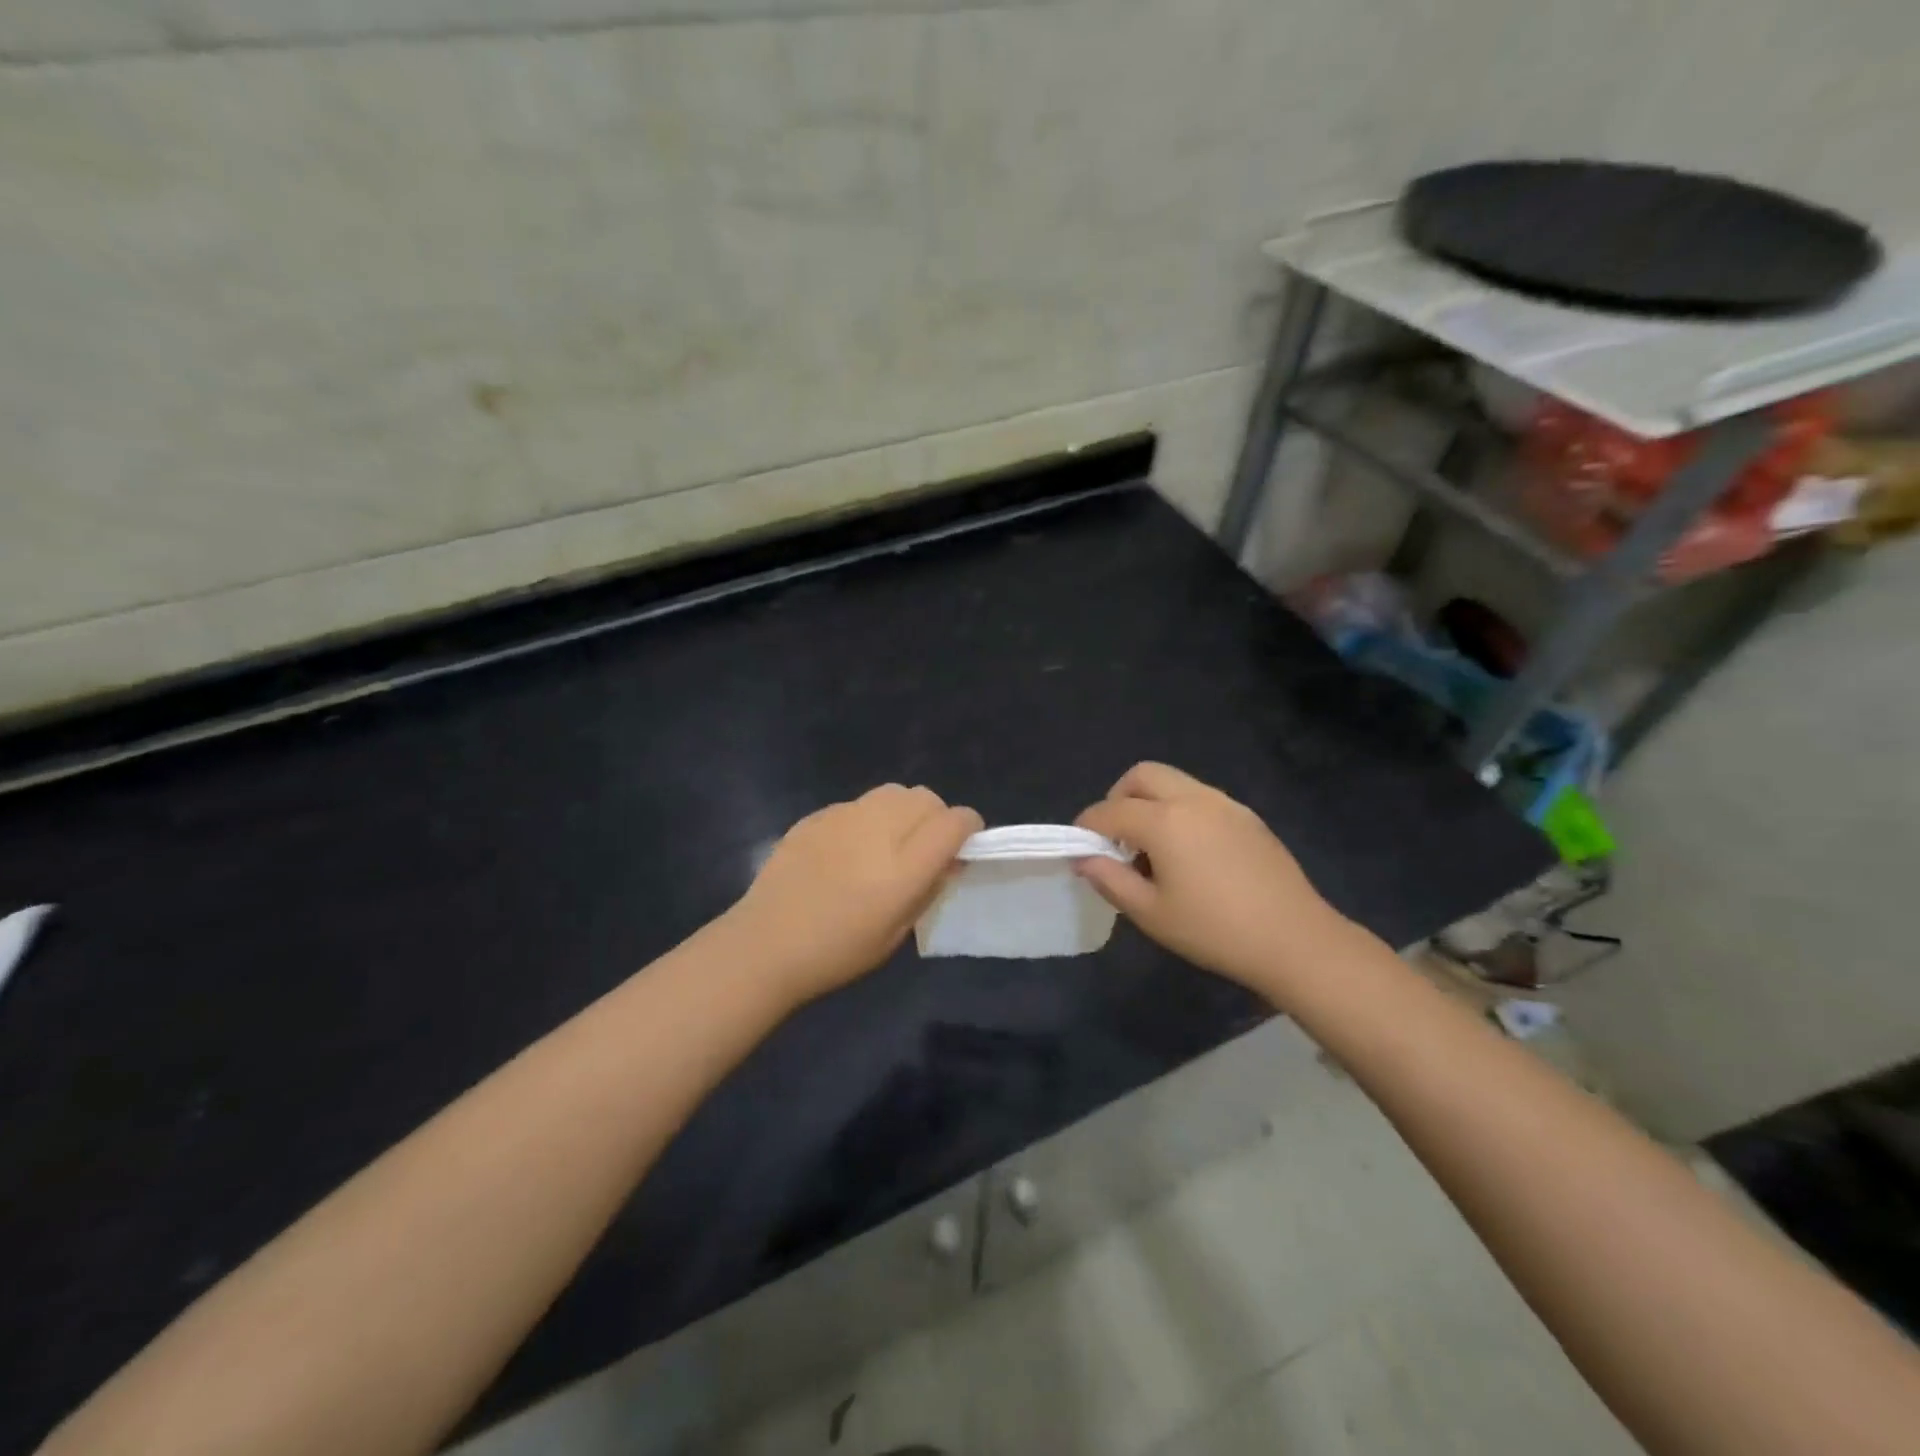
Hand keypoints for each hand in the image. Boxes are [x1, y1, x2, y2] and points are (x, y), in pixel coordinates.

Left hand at [725, 784, 982, 1005]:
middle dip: (936, 816)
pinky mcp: (817, 815)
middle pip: (925, 798)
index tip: (964, 843)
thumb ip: (929, 889)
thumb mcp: (897, 933)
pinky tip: (849, 848)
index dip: (968, 827)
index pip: (954, 822)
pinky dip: (868, 817)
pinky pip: (858, 803)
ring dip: (903, 810)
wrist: (765, 944)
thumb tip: (949, 860)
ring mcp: (844, 817)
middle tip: (925, 845)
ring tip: (889, 840)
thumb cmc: (837, 952)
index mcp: (903, 867)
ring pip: (893, 792)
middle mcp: (878, 830)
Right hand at [1074, 762, 1352, 996]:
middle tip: (1116, 838)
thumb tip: (1085, 858)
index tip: (1079, 848)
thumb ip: (1110, 880)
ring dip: (1151, 802)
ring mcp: (1225, 804)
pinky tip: (1189, 854)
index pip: (1110, 811)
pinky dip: (1180, 811)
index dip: (1087, 826)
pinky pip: (1201, 798)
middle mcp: (1193, 799)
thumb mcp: (1151, 913)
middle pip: (1142, 776)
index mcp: (1164, 820)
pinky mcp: (1248, 817)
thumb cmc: (1215, 930)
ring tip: (1152, 848)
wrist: (1296, 940)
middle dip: (1118, 798)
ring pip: (1174, 782)